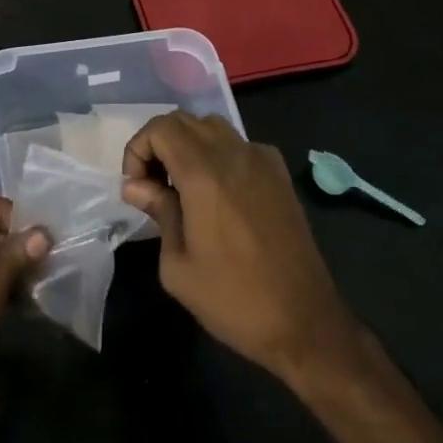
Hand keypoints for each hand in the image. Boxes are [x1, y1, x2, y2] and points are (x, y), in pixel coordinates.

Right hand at [123, 113, 353, 385]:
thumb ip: (157, 212)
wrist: (305, 322)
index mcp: (203, 173)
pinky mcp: (279, 173)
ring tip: (183, 188)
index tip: (137, 188)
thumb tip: (137, 186)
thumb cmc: (233, 299)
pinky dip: (218, 155)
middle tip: (153, 187)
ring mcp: (261, 159)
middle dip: (159, 145)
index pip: (160, 128)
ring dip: (188, 145)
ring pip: (212, 127)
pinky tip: (220, 194)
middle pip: (184, 120)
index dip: (138, 150)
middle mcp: (233, 153)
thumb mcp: (177, 266)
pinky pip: (239, 145)